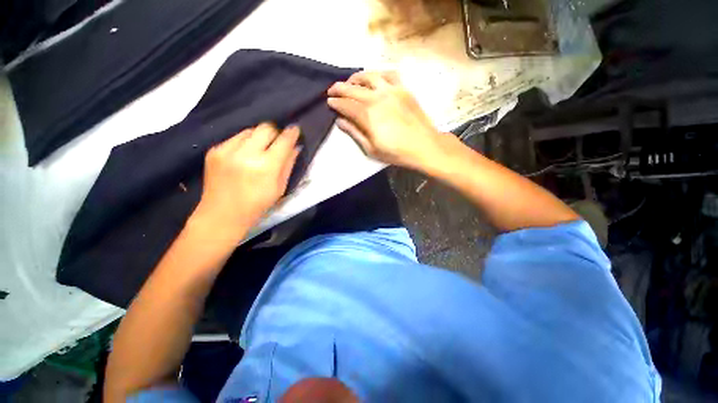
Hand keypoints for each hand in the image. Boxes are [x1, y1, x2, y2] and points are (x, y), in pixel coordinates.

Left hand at [191, 123, 299, 243]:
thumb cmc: (257, 205)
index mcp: (266, 167)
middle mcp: (246, 154)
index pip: (283, 141)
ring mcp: (227, 150)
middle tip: (277, 142)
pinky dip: (244, 143)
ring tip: (259, 150)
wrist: (222, 214)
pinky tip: (243, 157)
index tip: (295, 129)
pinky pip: (235, 138)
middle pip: (265, 128)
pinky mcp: (214, 150)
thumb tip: (295, 147)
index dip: (291, 133)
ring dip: (259, 137)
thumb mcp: (280, 188)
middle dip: (275, 132)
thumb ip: (288, 165)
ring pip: (250, 130)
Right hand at [327, 71, 443, 170]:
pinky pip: (389, 74)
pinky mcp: (403, 89)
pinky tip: (375, 79)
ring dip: (356, 78)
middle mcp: (377, 97)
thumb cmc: (396, 152)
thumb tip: (340, 121)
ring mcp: (392, 90)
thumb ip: (355, 133)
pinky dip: (378, 74)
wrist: (424, 146)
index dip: (336, 103)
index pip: (346, 105)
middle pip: (353, 88)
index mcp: (368, 115)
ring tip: (350, 82)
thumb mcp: (371, 148)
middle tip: (332, 91)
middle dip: (339, 88)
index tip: (329, 102)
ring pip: (369, 76)